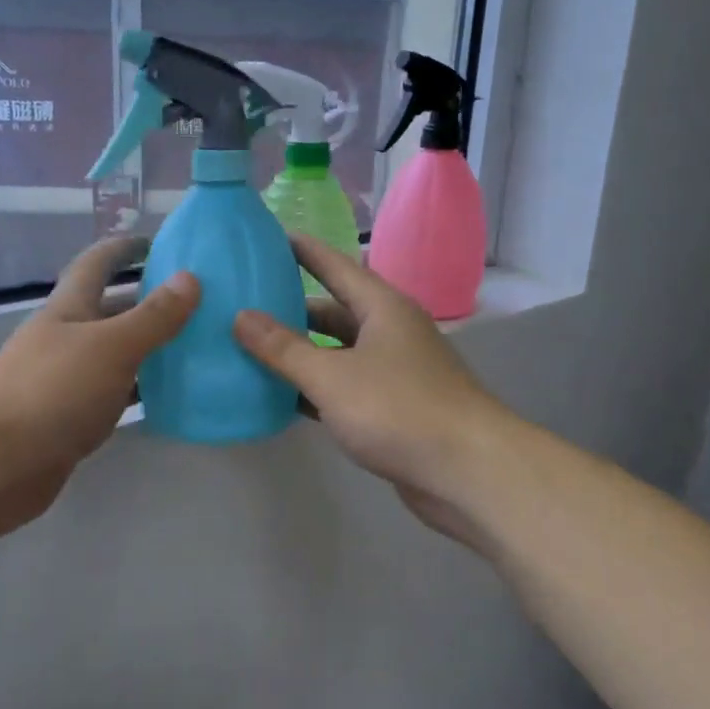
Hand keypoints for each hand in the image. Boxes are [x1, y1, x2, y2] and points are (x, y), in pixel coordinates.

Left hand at [0, 236, 198, 537]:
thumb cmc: (52, 392)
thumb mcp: (111, 347)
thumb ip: (153, 316)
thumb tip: (190, 278)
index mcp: (68, 309)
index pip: (96, 264)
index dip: (124, 248)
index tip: (158, 242)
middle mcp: (64, 338)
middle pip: (110, 309)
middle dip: (148, 300)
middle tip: (197, 301)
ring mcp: (64, 380)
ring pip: (114, 354)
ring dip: (149, 347)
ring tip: (196, 344)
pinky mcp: (69, 418)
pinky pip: (113, 393)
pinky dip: (140, 389)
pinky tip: (171, 394)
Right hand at [232, 235, 512, 546]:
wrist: (468, 472)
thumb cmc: (399, 409)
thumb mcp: (331, 376)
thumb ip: (283, 348)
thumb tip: (241, 316)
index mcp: (383, 308)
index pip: (336, 265)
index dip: (303, 251)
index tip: (270, 237)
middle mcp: (391, 332)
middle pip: (334, 311)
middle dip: (293, 309)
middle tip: (246, 304)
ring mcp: (396, 372)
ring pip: (339, 353)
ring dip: (302, 353)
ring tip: (253, 349)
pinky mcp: (395, 409)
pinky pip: (346, 388)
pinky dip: (317, 390)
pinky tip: (283, 398)